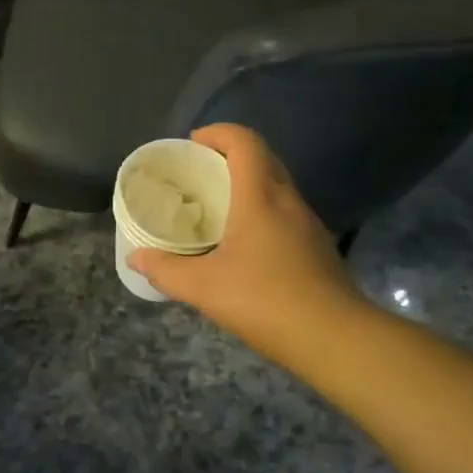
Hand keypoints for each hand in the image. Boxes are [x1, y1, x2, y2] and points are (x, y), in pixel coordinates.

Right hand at [128, 124, 361, 365]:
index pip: (244, 142)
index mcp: (260, 198)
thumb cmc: (266, 301)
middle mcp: (288, 201)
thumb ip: (165, 270)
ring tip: (216, 207)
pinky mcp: (317, 247)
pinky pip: (285, 212)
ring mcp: (308, 224)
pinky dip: (262, 211)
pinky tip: (243, 243)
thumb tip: (135, 257)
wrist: (337, 339)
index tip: (192, 144)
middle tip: (199, 173)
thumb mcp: (204, 288)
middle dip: (229, 155)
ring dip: (247, 184)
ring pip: (277, 186)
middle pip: (263, 158)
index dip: (218, 133)